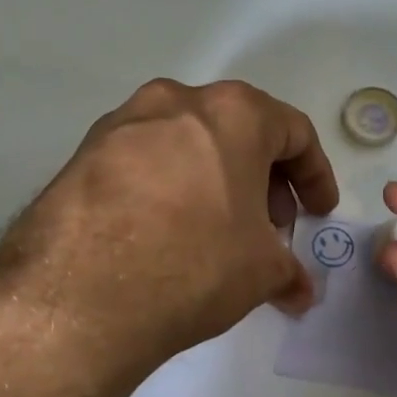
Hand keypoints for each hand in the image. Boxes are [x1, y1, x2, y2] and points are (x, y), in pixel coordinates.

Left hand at [0, 79, 338, 385]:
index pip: (293, 132)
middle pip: (237, 130)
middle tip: (270, 225)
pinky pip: (143, 163)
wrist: (78, 295)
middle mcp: (175, 102)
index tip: (319, 212)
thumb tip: (299, 291)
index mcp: (232, 113)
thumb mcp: (260, 271)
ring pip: (186, 143)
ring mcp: (121, 124)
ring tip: (217, 231)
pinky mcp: (81, 155)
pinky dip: (168, 188)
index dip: (315, 175)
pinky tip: (165, 234)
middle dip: (263, 178)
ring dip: (214, 180)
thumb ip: (288, 271)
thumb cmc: (193, 263)